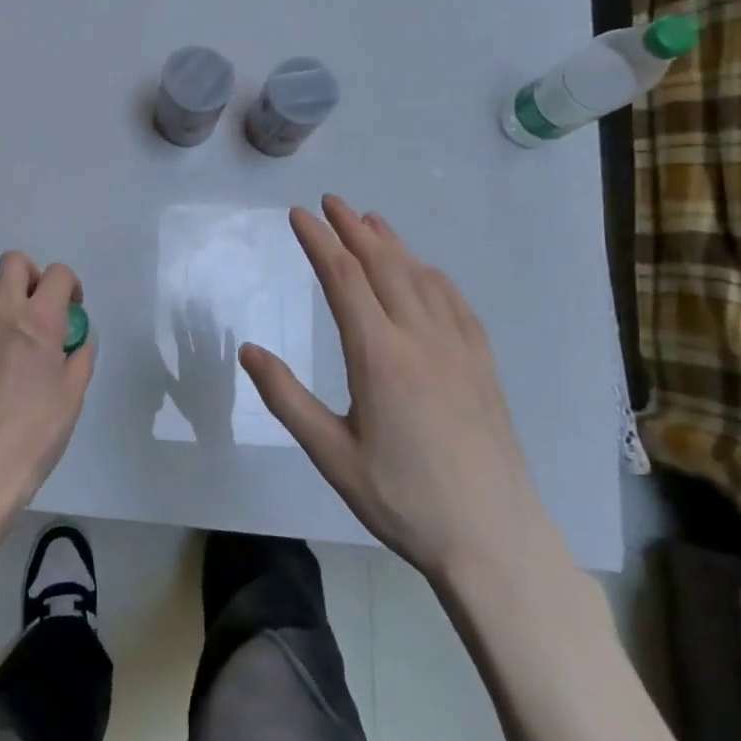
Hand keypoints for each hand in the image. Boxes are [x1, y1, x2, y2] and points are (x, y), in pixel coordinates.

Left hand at [0, 251, 94, 511]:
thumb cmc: (36, 430)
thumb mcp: (73, 394)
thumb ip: (80, 358)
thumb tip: (78, 342)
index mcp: (39, 320)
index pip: (57, 274)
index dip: (71, 286)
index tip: (73, 311)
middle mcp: (2, 313)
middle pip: (13, 262)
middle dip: (33, 275)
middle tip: (43, 308)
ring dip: (7, 296)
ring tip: (19, 330)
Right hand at [240, 195, 563, 584]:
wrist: (492, 538)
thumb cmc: (402, 499)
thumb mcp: (331, 455)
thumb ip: (286, 398)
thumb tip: (248, 350)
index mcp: (378, 356)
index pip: (344, 279)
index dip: (319, 241)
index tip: (300, 214)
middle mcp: (420, 338)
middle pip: (383, 266)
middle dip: (353, 229)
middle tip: (331, 202)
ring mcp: (458, 348)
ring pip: (421, 278)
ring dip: (392, 244)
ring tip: (370, 221)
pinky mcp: (482, 364)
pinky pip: (455, 302)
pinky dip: (432, 275)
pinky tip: (424, 271)